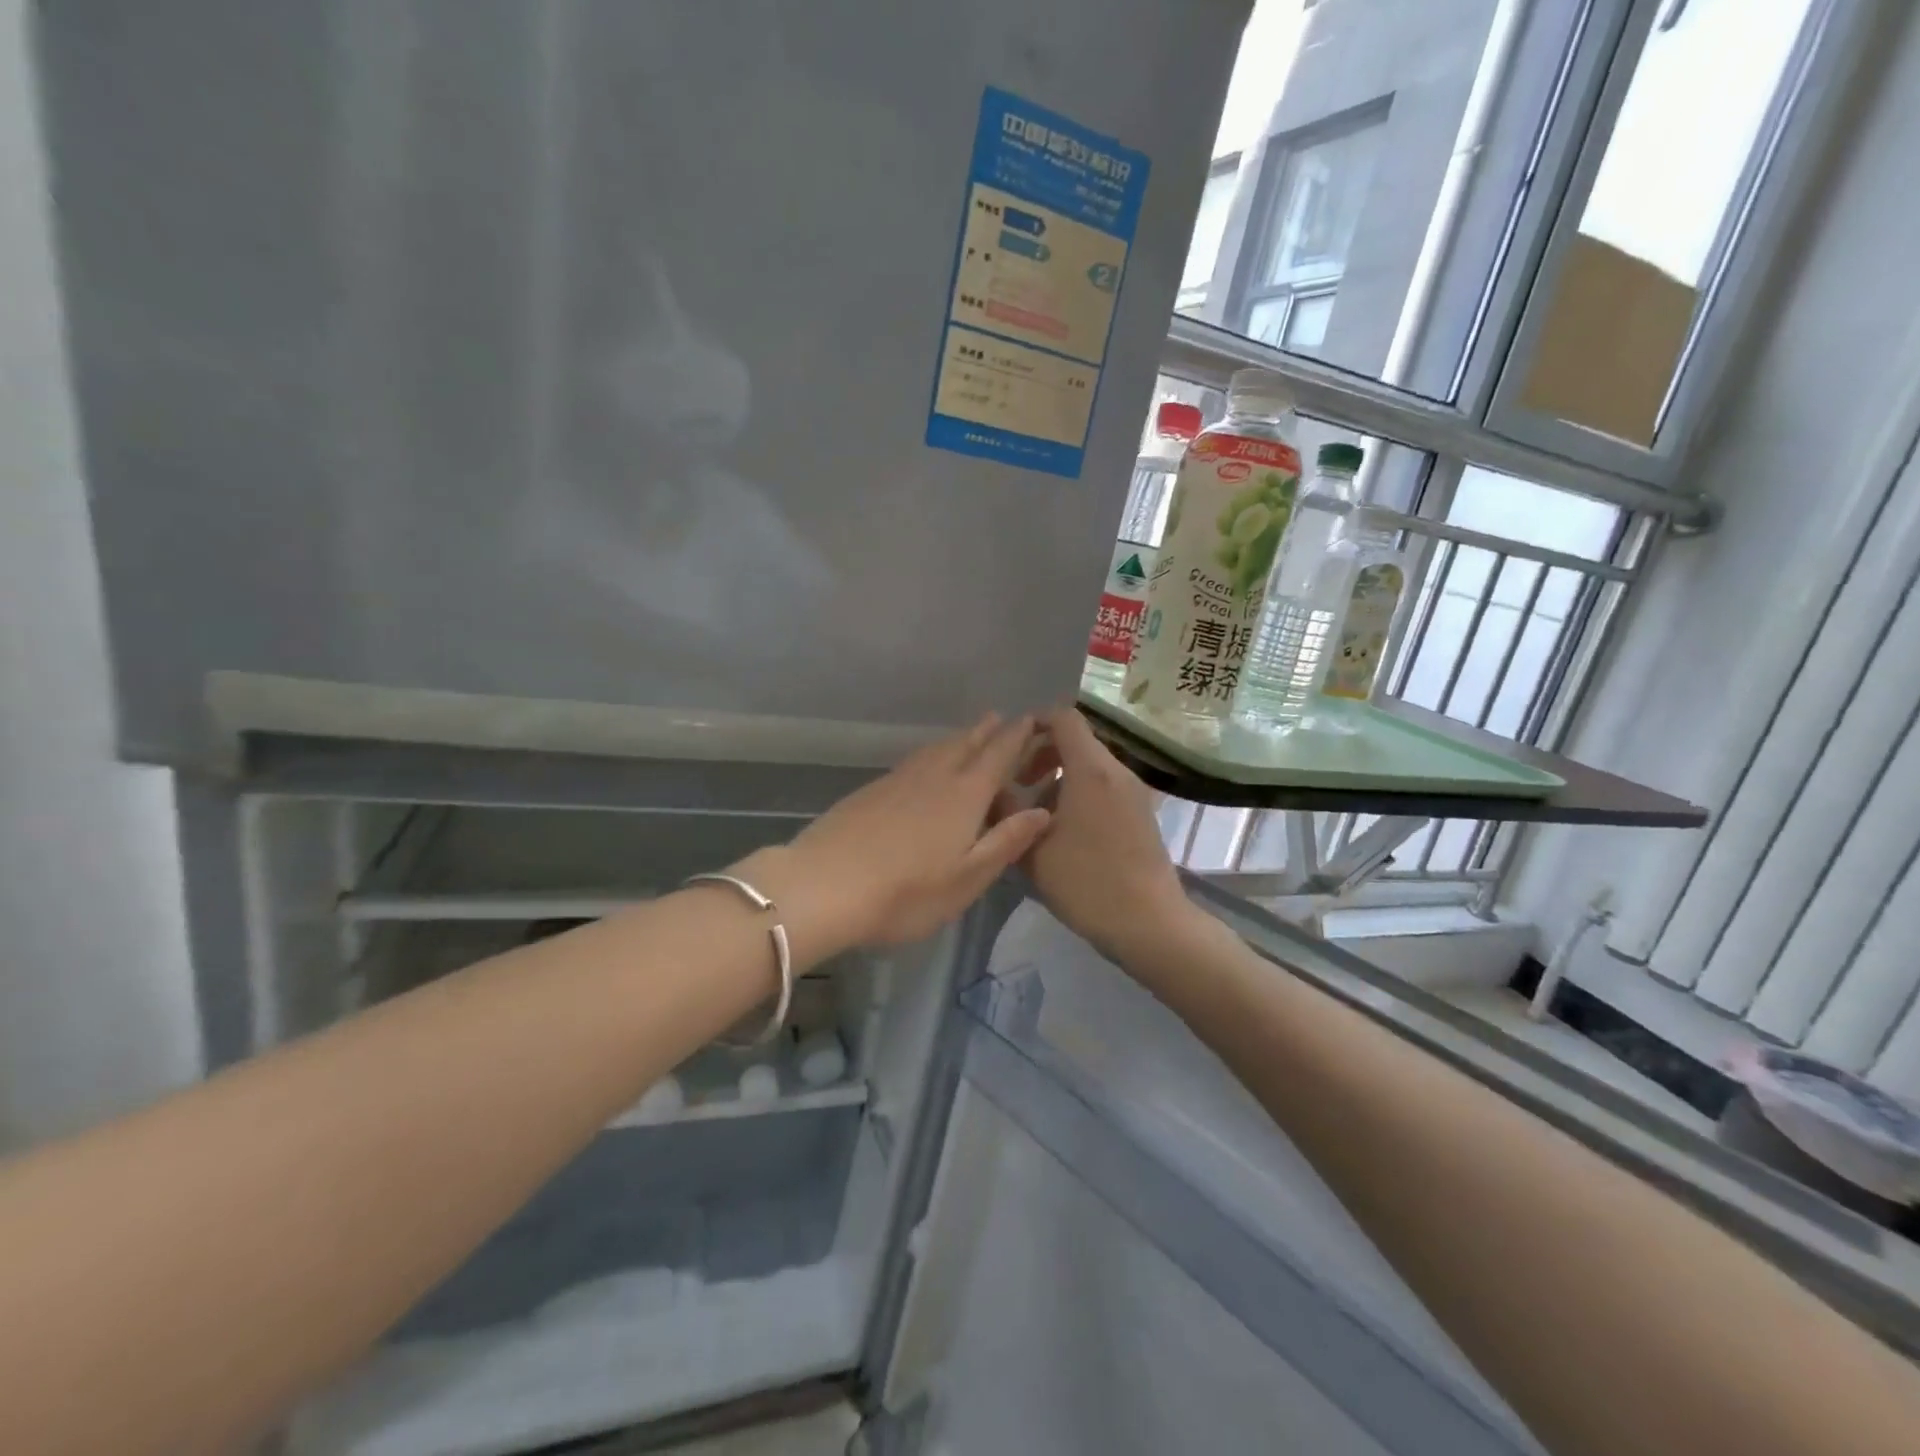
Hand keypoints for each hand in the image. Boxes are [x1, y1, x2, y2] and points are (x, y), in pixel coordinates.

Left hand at [736, 714, 1051, 962]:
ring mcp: (897, 781)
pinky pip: (912, 762)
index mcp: (964, 795)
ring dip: (957, 739)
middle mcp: (933, 777)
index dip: (1016, 738)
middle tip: (1000, 718)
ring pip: (935, 750)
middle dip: (985, 731)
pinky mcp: (870, 791)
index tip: (1030, 720)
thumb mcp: (968, 878)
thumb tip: (1043, 811)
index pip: (997, 756)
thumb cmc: (906, 892)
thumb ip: (1006, 842)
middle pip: (964, 744)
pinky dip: (930, 755)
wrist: (824, 886)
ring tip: (968, 736)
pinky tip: (924, 768)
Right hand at [1000, 708, 1197, 964]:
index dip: (1034, 722)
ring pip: (1090, 767)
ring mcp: (1134, 792)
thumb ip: (1007, 811)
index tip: (1011, 748)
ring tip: (1036, 815)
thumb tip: (992, 788)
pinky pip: (1105, 787)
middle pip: (1077, 741)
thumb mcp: (1032, 849)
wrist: (1149, 923)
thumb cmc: (1087, 882)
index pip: (1064, 718)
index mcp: (1091, 770)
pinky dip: (1080, 794)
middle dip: (1043, 755)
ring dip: (1060, 778)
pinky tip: (1064, 832)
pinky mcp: (1142, 813)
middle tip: (1019, 785)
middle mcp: (1117, 771)